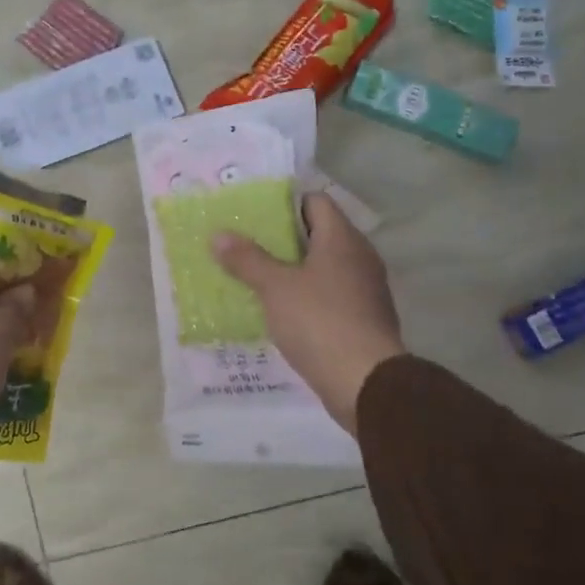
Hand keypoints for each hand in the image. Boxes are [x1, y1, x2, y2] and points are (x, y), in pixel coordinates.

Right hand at [211, 193, 404, 431]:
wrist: (365, 382)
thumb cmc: (319, 321)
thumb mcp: (274, 287)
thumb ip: (247, 259)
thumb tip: (219, 235)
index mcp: (342, 239)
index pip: (315, 201)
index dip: (285, 203)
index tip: (253, 213)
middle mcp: (359, 257)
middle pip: (318, 234)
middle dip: (282, 238)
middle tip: (245, 243)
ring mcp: (364, 289)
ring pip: (323, 266)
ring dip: (292, 269)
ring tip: (256, 275)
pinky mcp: (362, 318)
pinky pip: (329, 294)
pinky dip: (306, 295)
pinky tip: (280, 308)